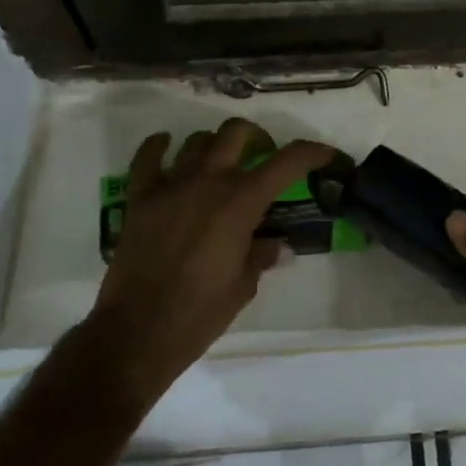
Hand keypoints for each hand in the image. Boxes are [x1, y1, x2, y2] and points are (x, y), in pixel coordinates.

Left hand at [90, 119, 333, 407]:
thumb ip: (262, 255)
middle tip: (263, 156)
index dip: (313, 152)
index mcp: (241, 202)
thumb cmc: (200, 313)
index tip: (327, 155)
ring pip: (197, 141)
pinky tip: (167, 147)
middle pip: (237, 132)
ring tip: (220, 164)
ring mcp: (171, 185)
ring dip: (215, 146)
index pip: (287, 161)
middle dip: (257, 137)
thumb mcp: (243, 286)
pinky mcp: (140, 197)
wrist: (138, 332)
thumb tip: (277, 245)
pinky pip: (147, 157)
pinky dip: (159, 146)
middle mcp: (208, 181)